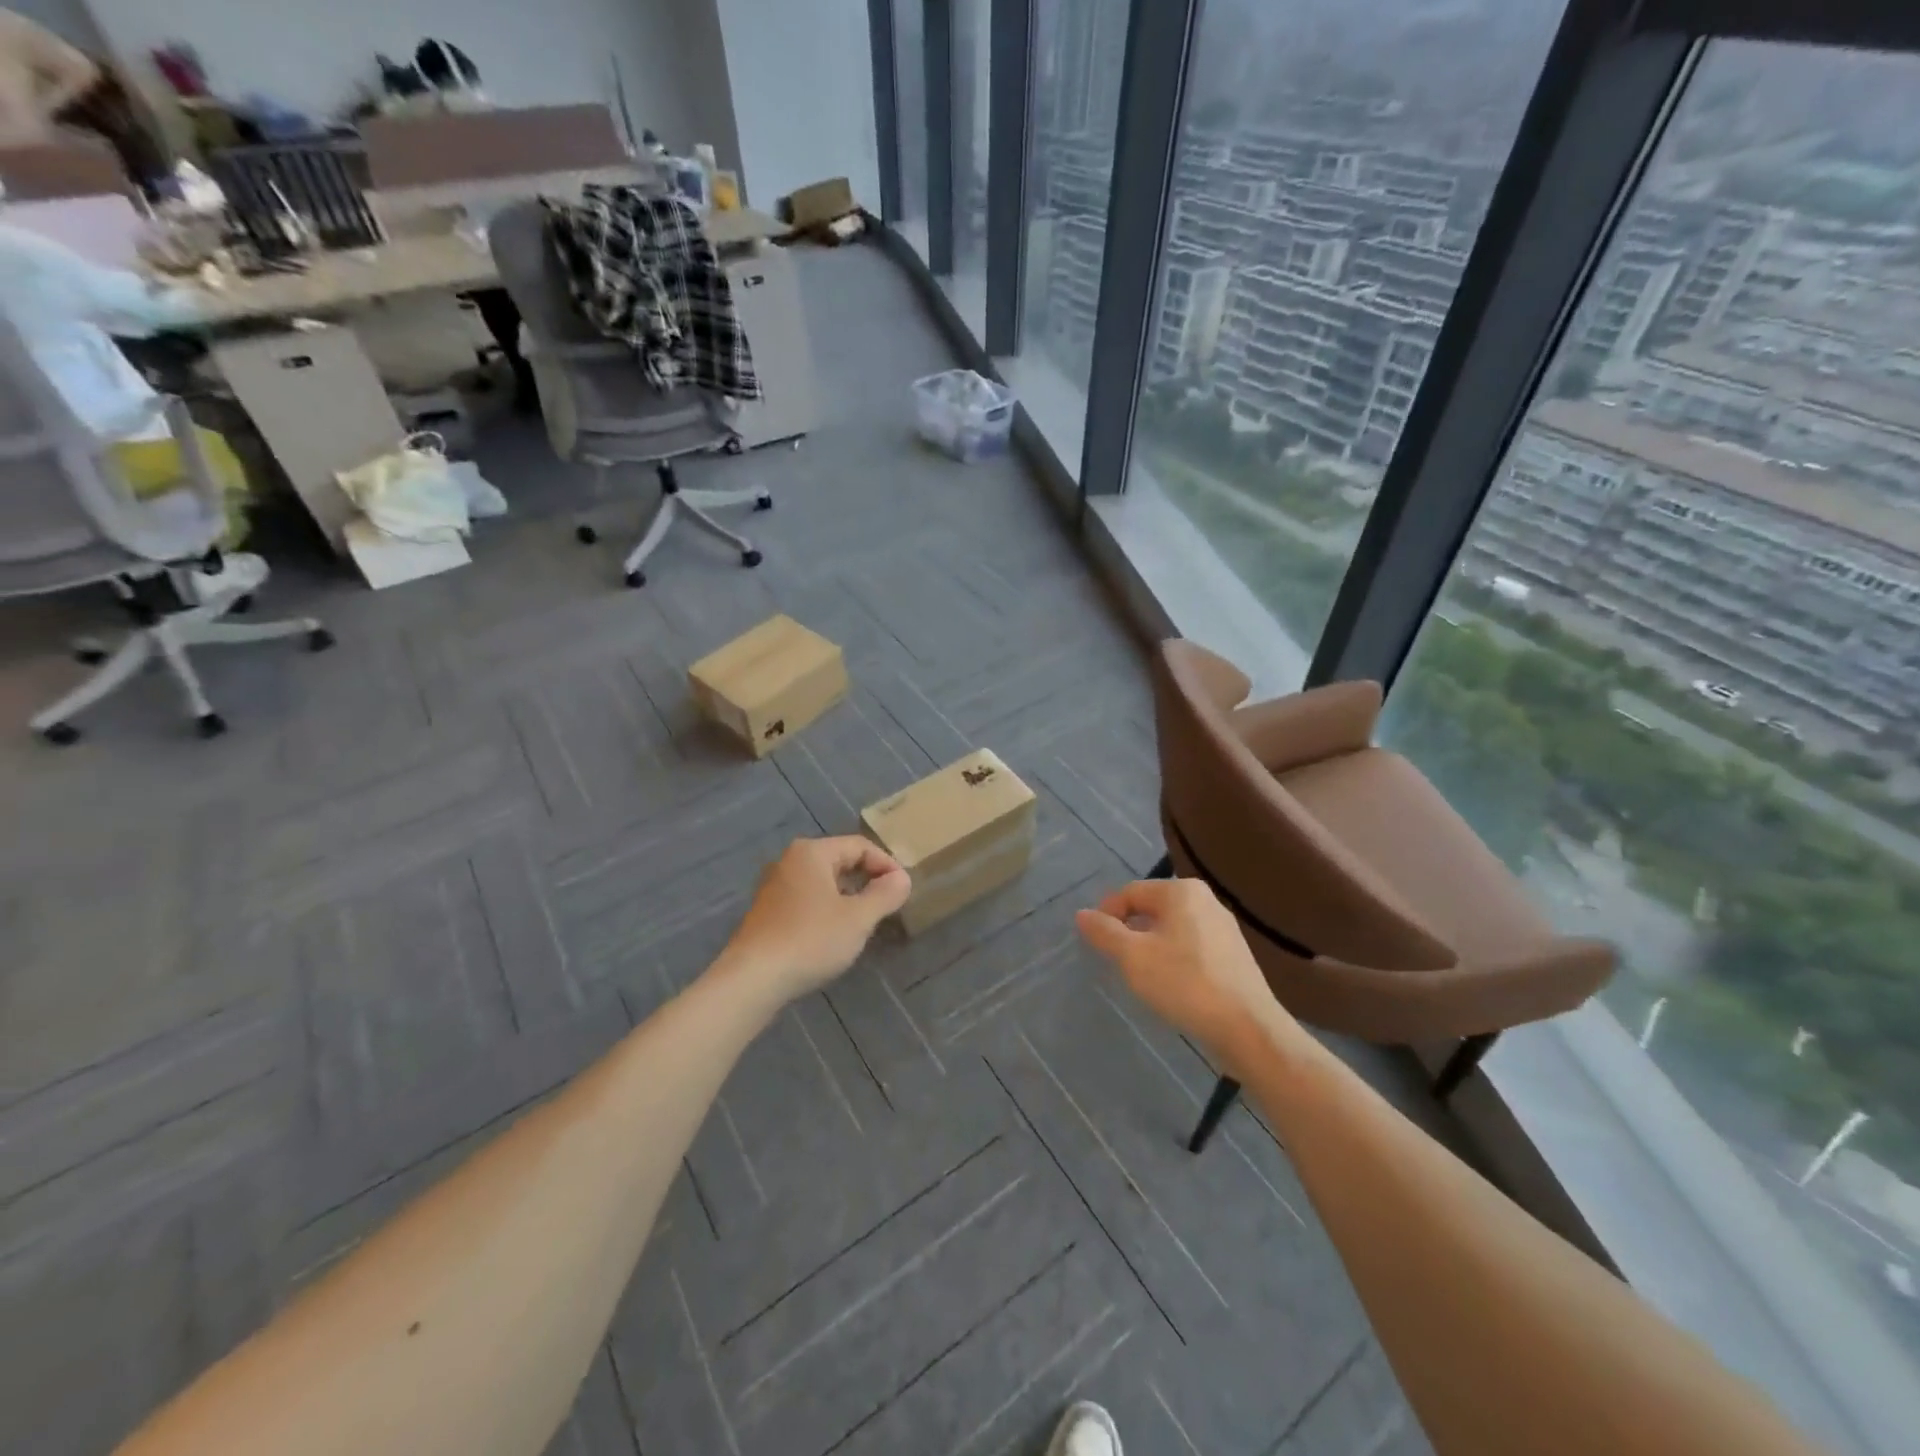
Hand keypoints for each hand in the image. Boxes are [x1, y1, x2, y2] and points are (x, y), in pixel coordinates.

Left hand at [721, 837, 911, 999]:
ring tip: (866, 921)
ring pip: (823, 882)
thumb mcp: (858, 918)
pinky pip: (807, 899)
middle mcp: (789, 861)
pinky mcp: (767, 911)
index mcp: (812, 852)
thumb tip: (902, 878)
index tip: (903, 890)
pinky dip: (827, 909)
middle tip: (888, 905)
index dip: (886, 864)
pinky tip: (834, 935)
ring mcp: (774, 886)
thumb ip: (885, 894)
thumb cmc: (810, 940)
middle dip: (867, 880)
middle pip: (840, 860)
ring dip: (848, 896)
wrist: (752, 979)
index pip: (860, 846)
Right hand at [1075, 878, 1286, 1063]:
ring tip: (1140, 975)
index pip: (1129, 893)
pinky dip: (1173, 958)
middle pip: (1151, 908)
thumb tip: (1082, 914)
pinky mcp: (1234, 954)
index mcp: (1181, 891)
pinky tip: (1171, 985)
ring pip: (1171, 928)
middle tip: (1115, 961)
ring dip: (1150, 946)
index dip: (1106, 915)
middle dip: (1129, 931)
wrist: (1248, 1028)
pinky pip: (1191, 946)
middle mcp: (1205, 899)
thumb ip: (1104, 932)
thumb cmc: (1185, 983)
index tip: (1094, 943)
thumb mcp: (1132, 957)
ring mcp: (1223, 927)